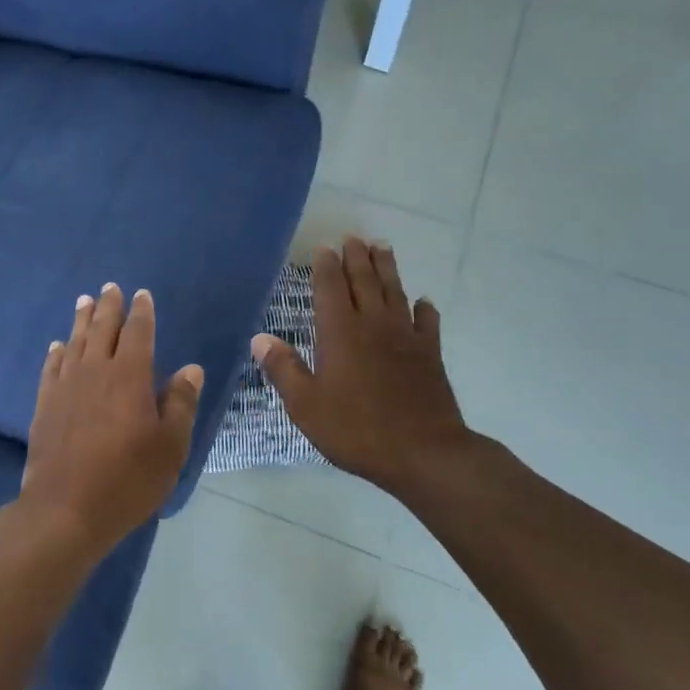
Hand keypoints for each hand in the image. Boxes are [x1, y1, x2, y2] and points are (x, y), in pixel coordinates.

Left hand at [22, 284, 204, 554]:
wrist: (65, 509)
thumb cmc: (127, 479)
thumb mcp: (170, 446)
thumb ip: (180, 404)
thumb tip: (191, 369)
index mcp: (130, 376)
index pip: (137, 332)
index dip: (141, 312)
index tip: (142, 295)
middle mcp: (95, 371)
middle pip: (102, 329)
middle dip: (108, 306)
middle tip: (110, 287)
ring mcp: (66, 386)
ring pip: (75, 342)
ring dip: (81, 320)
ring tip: (84, 301)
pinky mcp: (45, 405)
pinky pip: (51, 367)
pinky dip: (57, 352)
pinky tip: (58, 346)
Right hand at [254, 238, 479, 492]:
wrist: (423, 452)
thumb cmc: (356, 429)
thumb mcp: (306, 405)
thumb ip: (283, 369)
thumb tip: (259, 338)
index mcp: (339, 333)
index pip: (330, 288)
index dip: (326, 266)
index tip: (324, 248)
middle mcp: (373, 325)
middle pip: (365, 281)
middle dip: (357, 257)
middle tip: (354, 237)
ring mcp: (405, 337)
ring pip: (395, 292)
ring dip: (387, 268)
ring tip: (382, 248)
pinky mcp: (430, 354)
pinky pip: (427, 322)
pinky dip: (424, 308)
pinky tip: (424, 301)